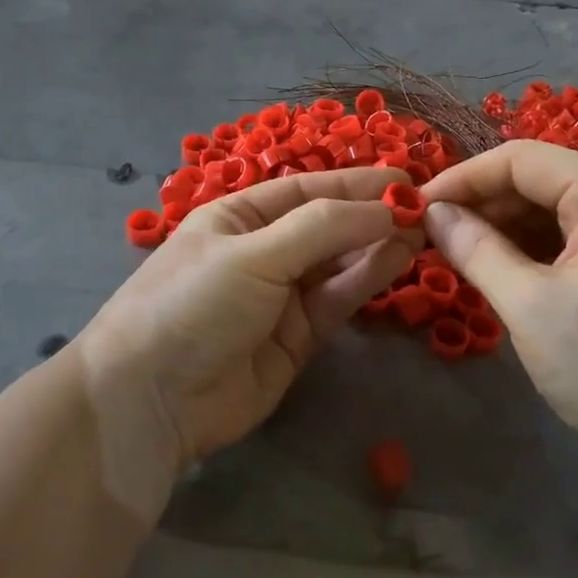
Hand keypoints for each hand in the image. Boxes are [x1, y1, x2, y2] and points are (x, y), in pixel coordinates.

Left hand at [75, 167, 421, 511]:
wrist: (152, 400)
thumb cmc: (194, 303)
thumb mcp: (254, 253)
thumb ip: (322, 228)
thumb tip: (387, 206)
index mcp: (239, 217)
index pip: (305, 189)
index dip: (354, 182)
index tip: (404, 177)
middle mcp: (263, 250)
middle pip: (327, 224)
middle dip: (371, 213)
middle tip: (425, 206)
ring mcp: (281, 295)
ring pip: (339, 262)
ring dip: (377, 244)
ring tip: (422, 229)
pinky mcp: (299, 337)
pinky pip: (339, 299)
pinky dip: (368, 278)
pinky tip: (399, 258)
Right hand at [421, 141, 577, 487]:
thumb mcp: (528, 305)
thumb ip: (473, 247)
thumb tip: (430, 212)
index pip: (521, 160)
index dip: (463, 178)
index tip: (418, 206)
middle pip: (536, 178)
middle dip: (480, 203)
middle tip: (430, 233)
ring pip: (548, 205)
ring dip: (499, 225)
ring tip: (453, 251)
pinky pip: (566, 231)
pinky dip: (526, 244)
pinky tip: (492, 265)